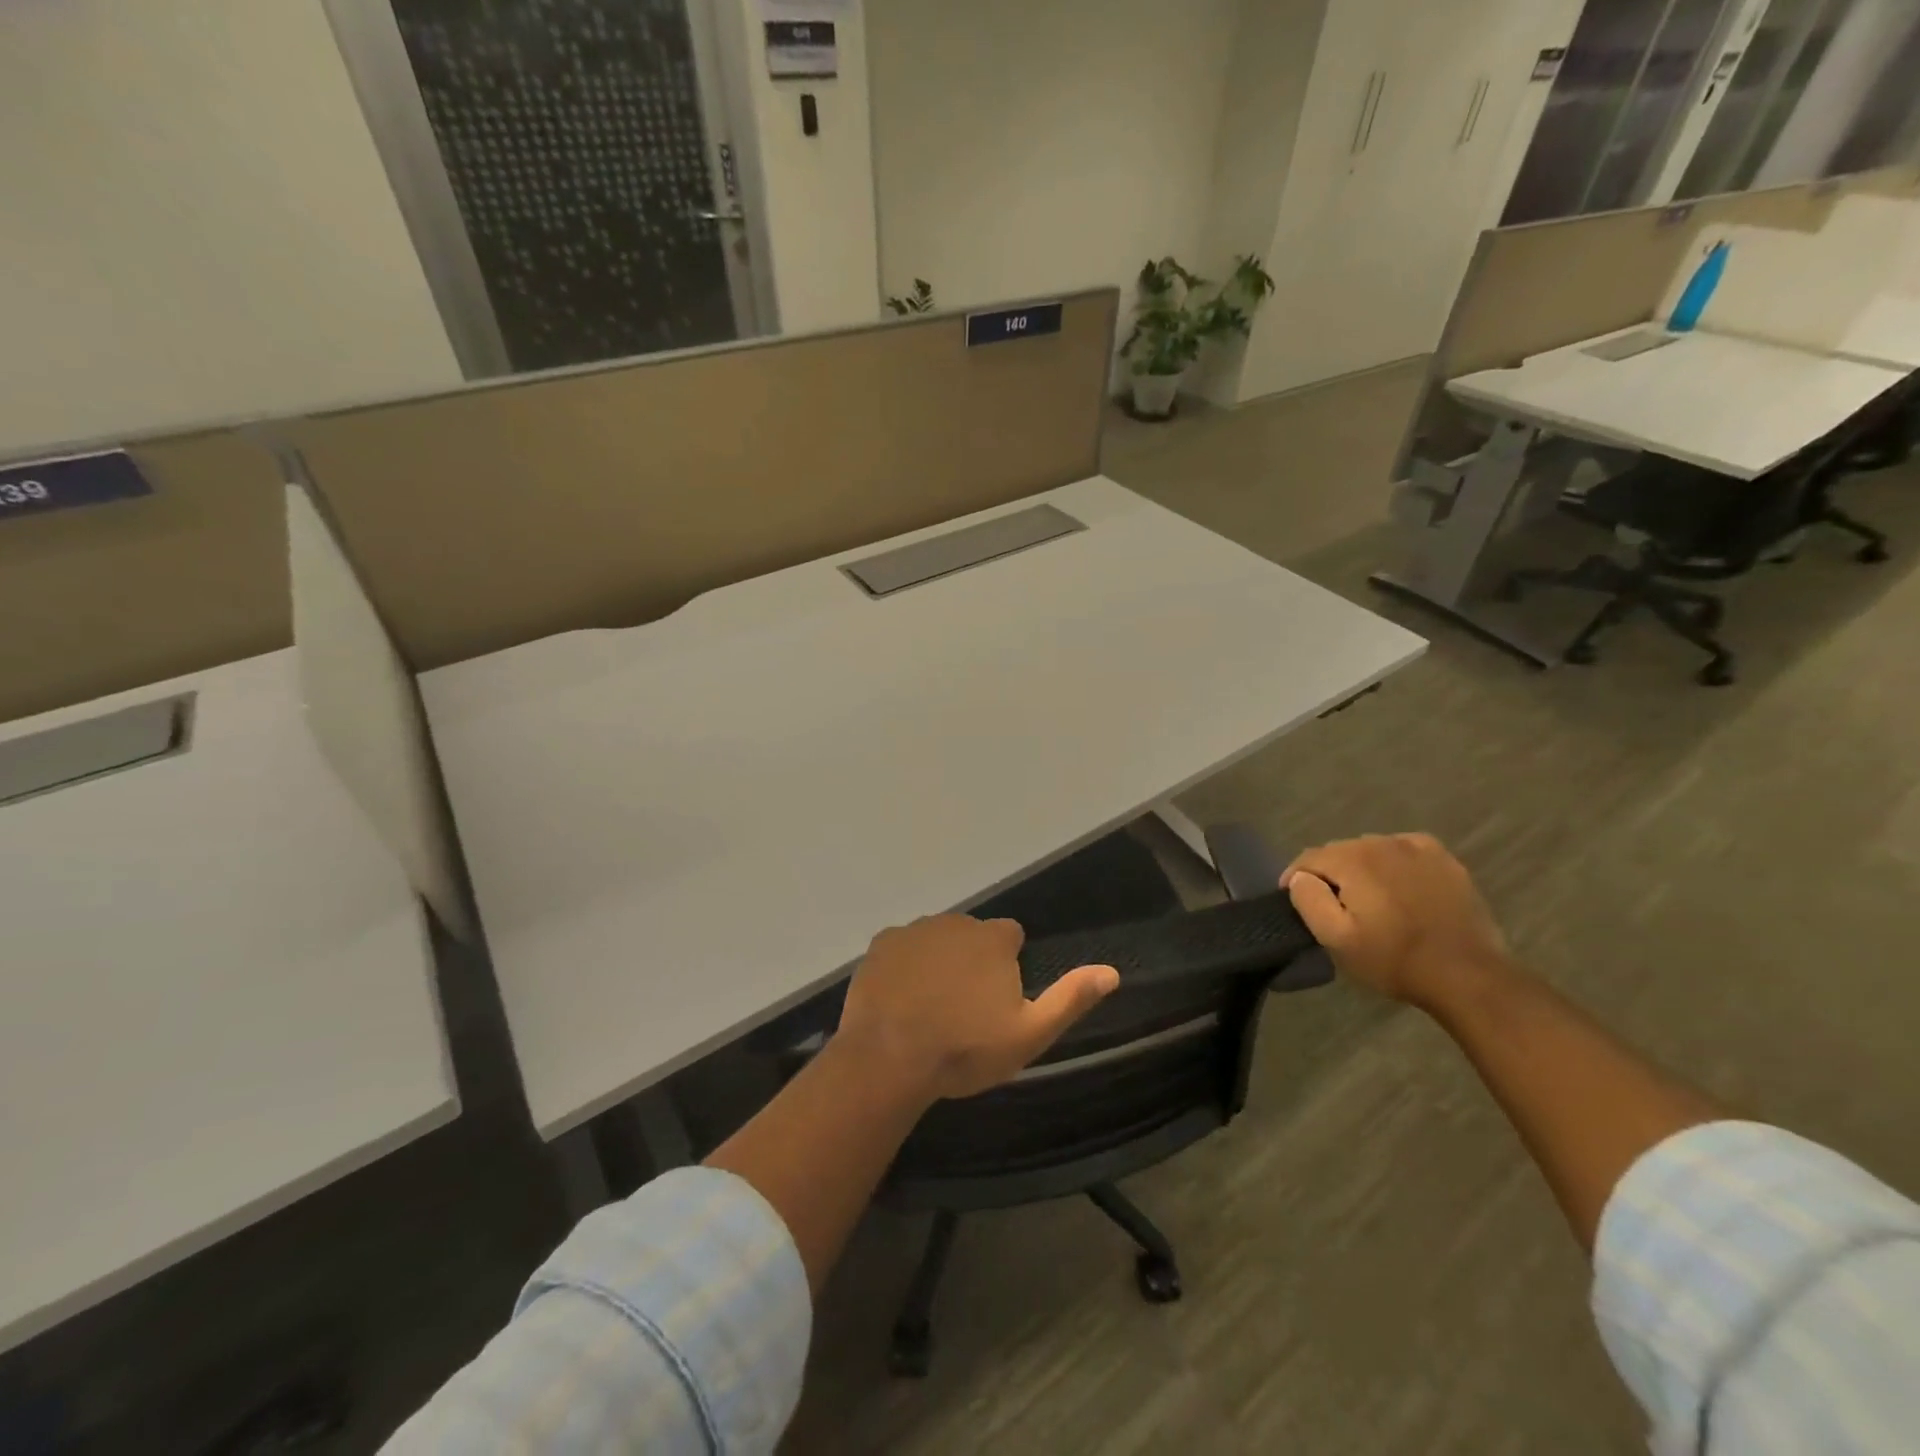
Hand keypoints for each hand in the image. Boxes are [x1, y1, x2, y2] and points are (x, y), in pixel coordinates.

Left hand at [836, 914, 1119, 1100]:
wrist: (889, 1058)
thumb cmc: (965, 1049)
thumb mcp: (1029, 1034)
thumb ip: (1070, 999)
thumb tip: (1112, 972)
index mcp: (993, 938)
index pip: (1010, 935)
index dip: (1008, 964)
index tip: (997, 1000)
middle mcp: (955, 922)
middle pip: (971, 936)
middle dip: (972, 961)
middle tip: (964, 1008)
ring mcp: (914, 930)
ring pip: (936, 940)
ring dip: (938, 961)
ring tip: (930, 1008)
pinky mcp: (881, 944)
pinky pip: (901, 948)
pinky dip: (904, 966)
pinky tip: (900, 1000)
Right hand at [1281, 834, 1510, 1006]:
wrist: (1468, 976)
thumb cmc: (1395, 960)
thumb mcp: (1336, 939)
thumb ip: (1308, 900)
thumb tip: (1299, 877)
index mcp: (1353, 859)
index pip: (1308, 858)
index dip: (1295, 878)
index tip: (1294, 902)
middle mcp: (1382, 842)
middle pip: (1339, 851)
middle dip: (1329, 874)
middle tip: (1332, 906)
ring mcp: (1417, 848)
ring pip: (1371, 850)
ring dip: (1360, 869)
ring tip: (1365, 899)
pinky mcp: (1443, 860)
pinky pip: (1403, 851)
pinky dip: (1392, 864)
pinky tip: (1397, 887)